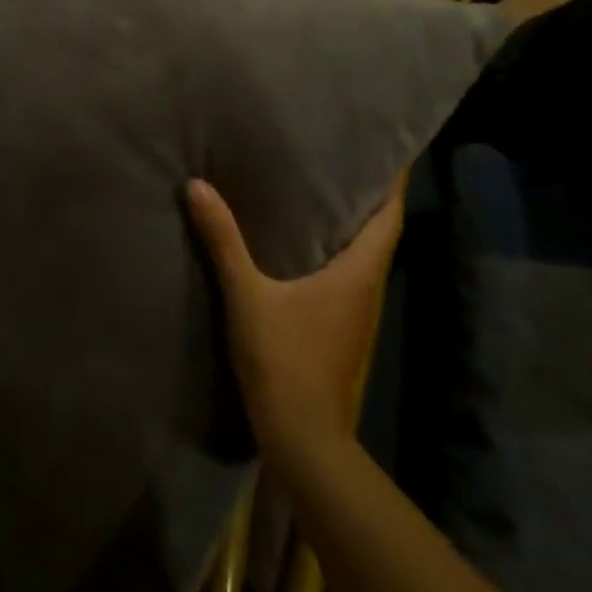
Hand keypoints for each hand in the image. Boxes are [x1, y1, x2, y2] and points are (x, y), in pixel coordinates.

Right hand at [187, 174, 405, 463]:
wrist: (305, 442)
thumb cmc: (285, 362)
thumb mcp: (247, 297)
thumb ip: (223, 241)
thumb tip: (197, 186)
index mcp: (358, 274)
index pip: (389, 217)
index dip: (394, 183)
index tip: (388, 150)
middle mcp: (368, 289)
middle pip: (380, 233)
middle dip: (368, 197)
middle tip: (341, 158)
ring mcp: (358, 315)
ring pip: (364, 257)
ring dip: (352, 226)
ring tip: (321, 191)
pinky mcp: (342, 332)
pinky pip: (348, 278)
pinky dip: (336, 253)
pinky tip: (304, 246)